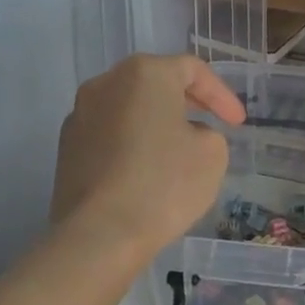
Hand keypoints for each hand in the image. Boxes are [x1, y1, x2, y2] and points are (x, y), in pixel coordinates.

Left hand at [50, 56, 244, 256]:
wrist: (100, 234)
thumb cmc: (164, 184)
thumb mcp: (212, 154)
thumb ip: (208, 132)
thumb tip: (185, 135)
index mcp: (145, 74)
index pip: (192, 70)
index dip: (221, 95)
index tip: (238, 124)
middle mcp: (106, 83)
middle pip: (155, 82)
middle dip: (187, 102)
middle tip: (210, 124)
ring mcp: (80, 114)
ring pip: (129, 108)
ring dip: (156, 122)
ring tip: (177, 150)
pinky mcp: (67, 147)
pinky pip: (110, 134)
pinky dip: (132, 143)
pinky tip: (146, 171)